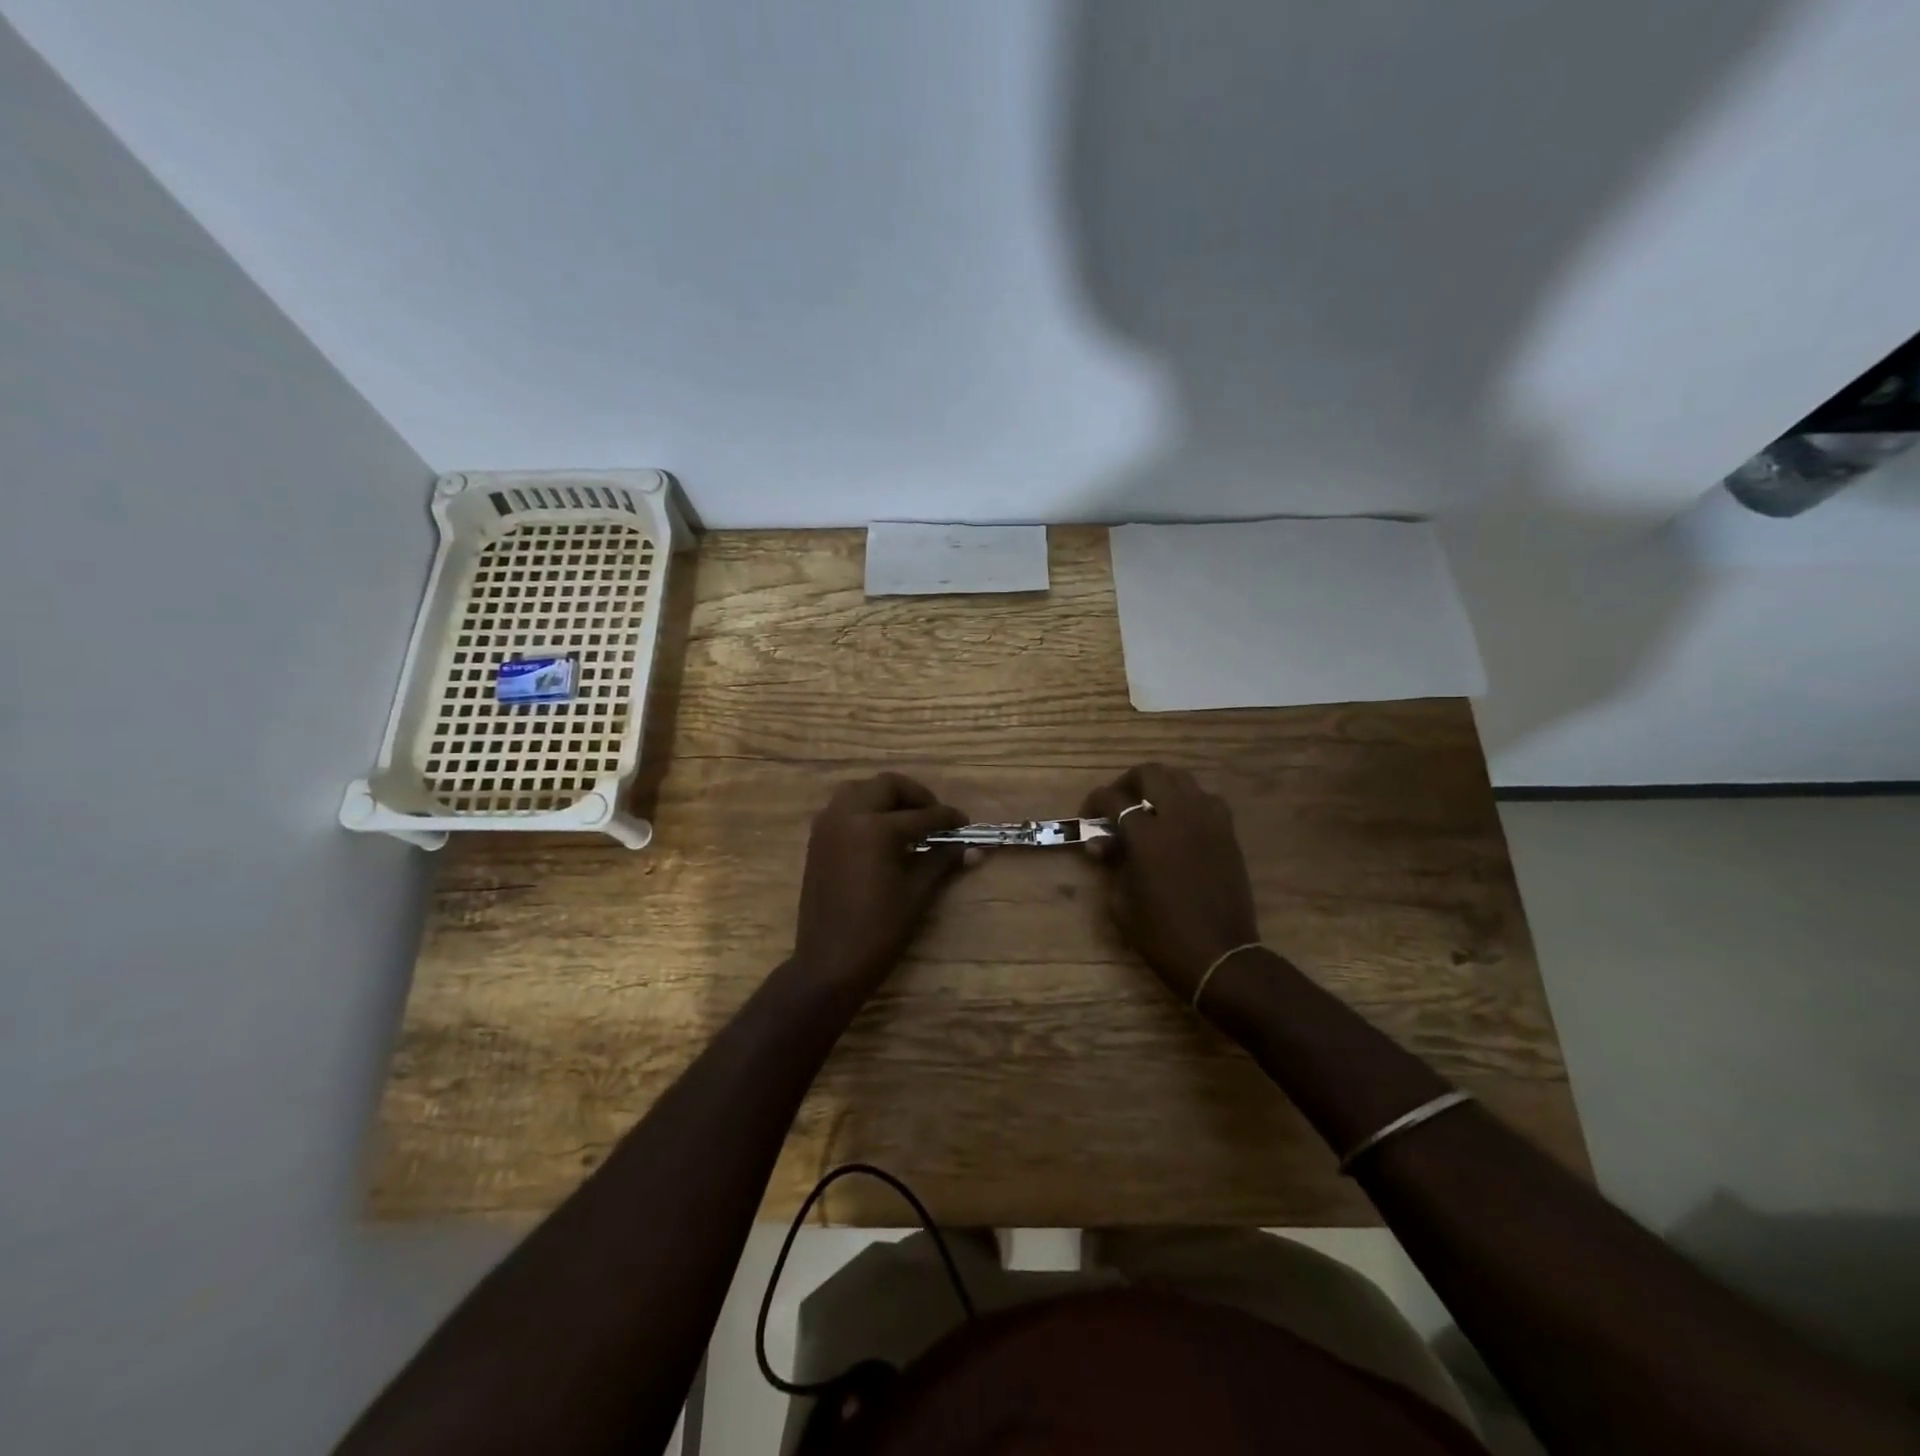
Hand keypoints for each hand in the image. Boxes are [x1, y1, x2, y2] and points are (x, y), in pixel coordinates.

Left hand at [791, 773, 968, 995]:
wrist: (829, 963)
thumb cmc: (879, 930)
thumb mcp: (917, 893)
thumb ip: (942, 862)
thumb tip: (974, 849)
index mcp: (875, 828)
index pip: (921, 815)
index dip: (946, 819)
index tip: (964, 824)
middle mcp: (848, 815)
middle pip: (887, 786)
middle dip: (915, 797)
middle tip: (934, 817)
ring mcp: (828, 826)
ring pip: (860, 790)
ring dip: (886, 797)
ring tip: (907, 820)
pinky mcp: (817, 840)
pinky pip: (842, 808)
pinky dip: (864, 809)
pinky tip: (881, 834)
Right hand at [1082, 764, 1261, 1003]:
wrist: (1220, 956)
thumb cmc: (1162, 935)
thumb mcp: (1121, 902)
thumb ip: (1112, 863)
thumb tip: (1102, 843)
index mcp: (1148, 835)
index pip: (1114, 799)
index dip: (1095, 801)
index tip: (1088, 815)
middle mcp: (1179, 817)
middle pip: (1152, 773)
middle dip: (1128, 782)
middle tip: (1118, 804)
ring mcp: (1208, 822)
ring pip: (1182, 779)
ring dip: (1160, 787)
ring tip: (1149, 809)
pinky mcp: (1227, 833)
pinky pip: (1206, 800)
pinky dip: (1188, 802)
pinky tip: (1178, 824)